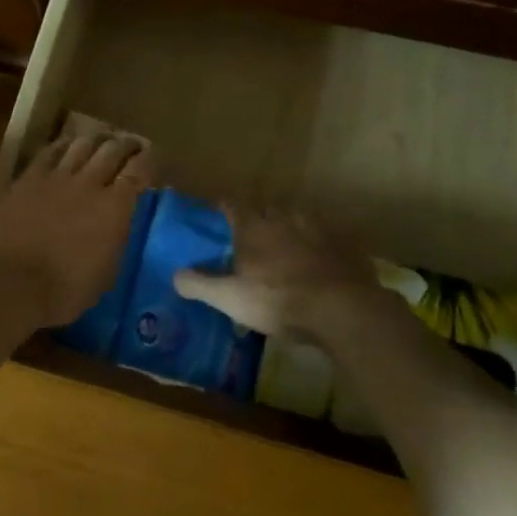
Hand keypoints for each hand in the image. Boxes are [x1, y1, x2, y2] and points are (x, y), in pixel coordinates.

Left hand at [0, 131, 153, 328]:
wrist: (8, 282)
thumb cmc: (62, 291)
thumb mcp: (105, 274)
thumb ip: (115, 240)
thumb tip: (117, 225)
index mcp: (114, 207)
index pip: (139, 171)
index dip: (149, 160)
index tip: (154, 157)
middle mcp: (89, 183)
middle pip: (113, 150)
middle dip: (126, 144)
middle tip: (132, 144)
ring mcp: (56, 177)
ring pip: (82, 144)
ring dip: (97, 139)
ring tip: (103, 139)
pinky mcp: (28, 179)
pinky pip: (49, 152)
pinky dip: (63, 145)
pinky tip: (66, 145)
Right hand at [173, 205, 383, 336]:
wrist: (339, 309)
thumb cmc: (276, 300)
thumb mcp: (229, 298)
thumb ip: (199, 284)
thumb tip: (174, 275)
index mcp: (254, 228)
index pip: (233, 206)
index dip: (224, 208)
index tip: (218, 212)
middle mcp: (284, 221)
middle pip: (267, 209)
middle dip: (258, 217)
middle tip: (250, 233)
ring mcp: (316, 232)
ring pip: (297, 220)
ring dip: (288, 228)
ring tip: (284, 245)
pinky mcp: (342, 248)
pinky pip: (324, 240)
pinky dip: (316, 246)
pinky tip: (316, 262)